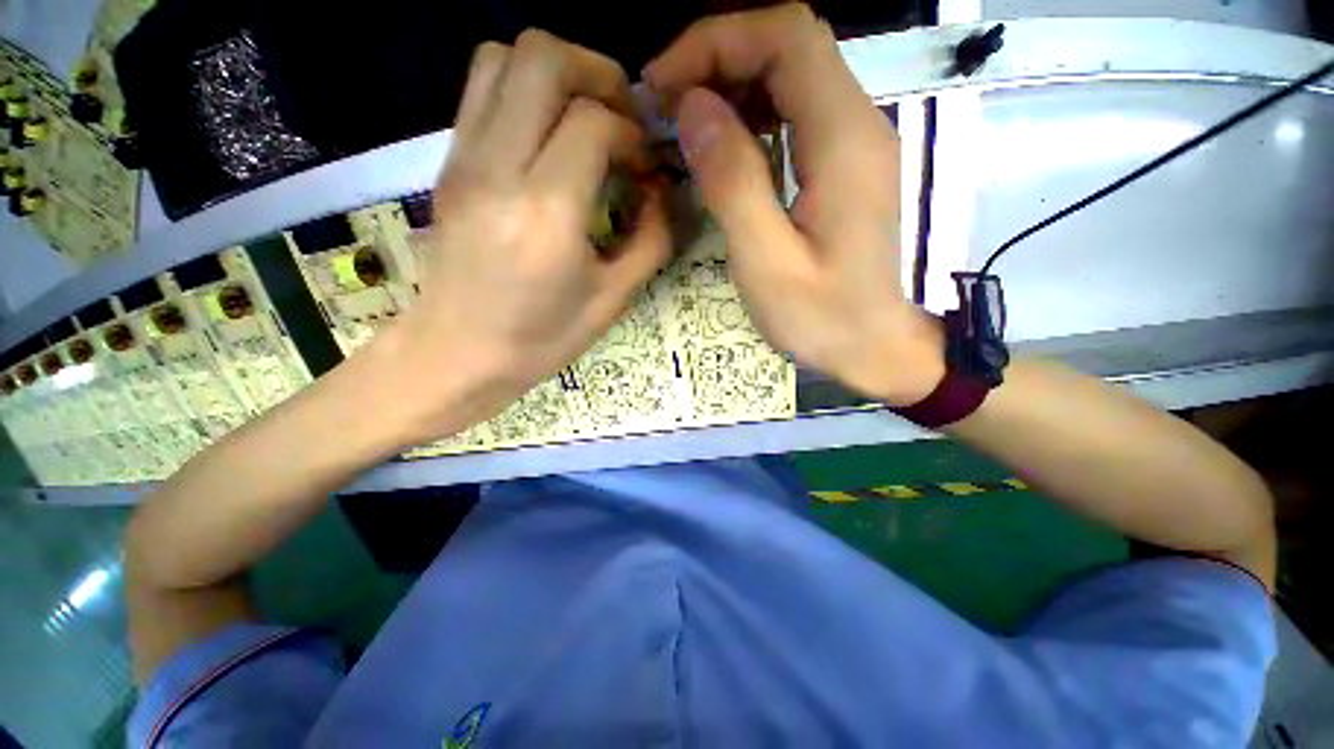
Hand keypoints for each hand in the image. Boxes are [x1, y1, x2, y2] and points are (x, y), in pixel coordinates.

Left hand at [386, 31, 670, 437]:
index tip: (645, 165)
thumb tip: (663, 192)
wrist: (456, 354)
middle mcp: (497, 168)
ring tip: (586, 118)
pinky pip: (482, 89)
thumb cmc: (541, 339)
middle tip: (622, 118)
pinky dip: (524, 90)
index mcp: (546, 212)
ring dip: (557, 73)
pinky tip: (549, 137)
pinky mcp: (448, 162)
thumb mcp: (612, 299)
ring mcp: (462, 158)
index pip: (593, 121)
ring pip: (504, 57)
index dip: (632, 133)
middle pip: (542, 57)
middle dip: (597, 72)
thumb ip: (651, 240)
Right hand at [644, 5, 943, 405]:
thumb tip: (694, 108)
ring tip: (686, 125)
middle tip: (667, 105)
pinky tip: (725, 149)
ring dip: (733, 86)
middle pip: (790, 45)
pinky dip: (753, 116)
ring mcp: (855, 143)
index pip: (786, 37)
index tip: (665, 84)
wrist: (878, 347)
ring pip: (793, 76)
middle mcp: (858, 123)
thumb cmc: (824, 318)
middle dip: (719, 58)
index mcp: (843, 140)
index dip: (717, 41)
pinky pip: (797, 115)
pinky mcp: (845, 167)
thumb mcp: (767, 262)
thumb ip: (733, 183)